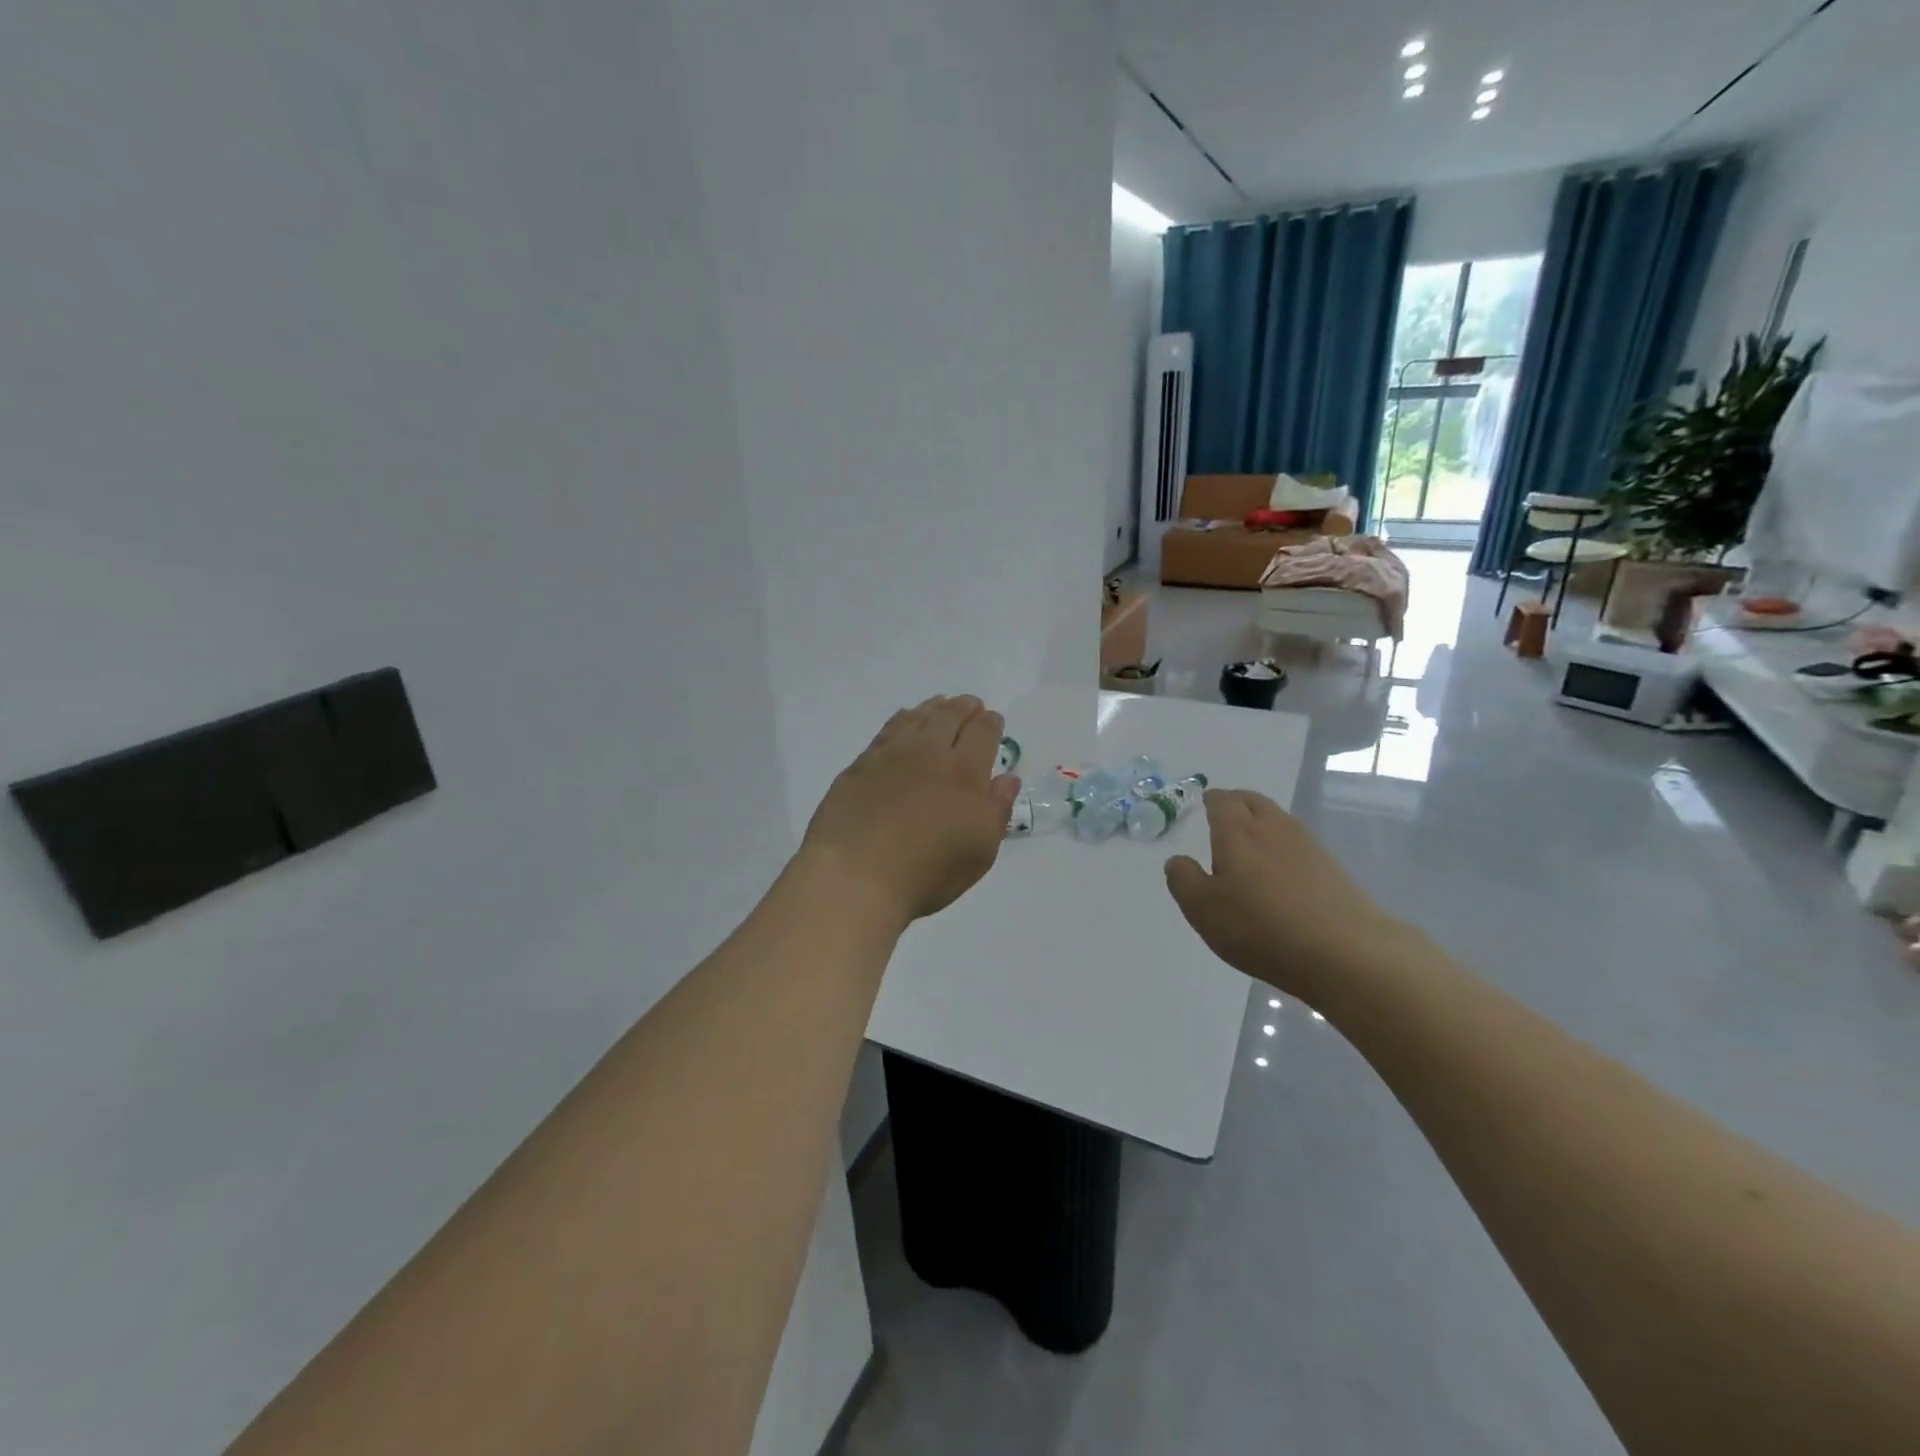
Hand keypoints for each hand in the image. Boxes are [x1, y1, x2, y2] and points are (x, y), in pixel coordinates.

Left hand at [799, 696, 1020, 926]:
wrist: (856, 875)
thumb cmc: (928, 870)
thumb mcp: (980, 850)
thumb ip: (997, 809)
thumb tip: (1007, 778)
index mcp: (964, 772)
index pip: (982, 733)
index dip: (991, 723)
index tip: (993, 720)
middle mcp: (929, 753)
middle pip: (949, 717)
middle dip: (963, 707)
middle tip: (970, 704)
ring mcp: (890, 756)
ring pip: (916, 718)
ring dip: (932, 708)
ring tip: (939, 705)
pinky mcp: (860, 765)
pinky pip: (887, 730)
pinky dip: (902, 720)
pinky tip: (903, 723)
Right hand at [1163, 788, 1409, 1002]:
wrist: (1344, 952)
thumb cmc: (1261, 927)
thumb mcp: (1203, 908)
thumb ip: (1183, 879)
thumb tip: (1178, 860)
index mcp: (1237, 832)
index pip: (1222, 801)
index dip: (1211, 800)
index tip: (1204, 803)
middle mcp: (1273, 828)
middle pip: (1253, 801)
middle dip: (1236, 802)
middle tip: (1224, 812)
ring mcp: (1307, 846)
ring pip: (1278, 819)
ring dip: (1261, 821)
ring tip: (1249, 839)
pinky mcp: (1331, 869)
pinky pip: (1297, 843)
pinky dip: (1282, 845)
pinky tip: (1279, 869)